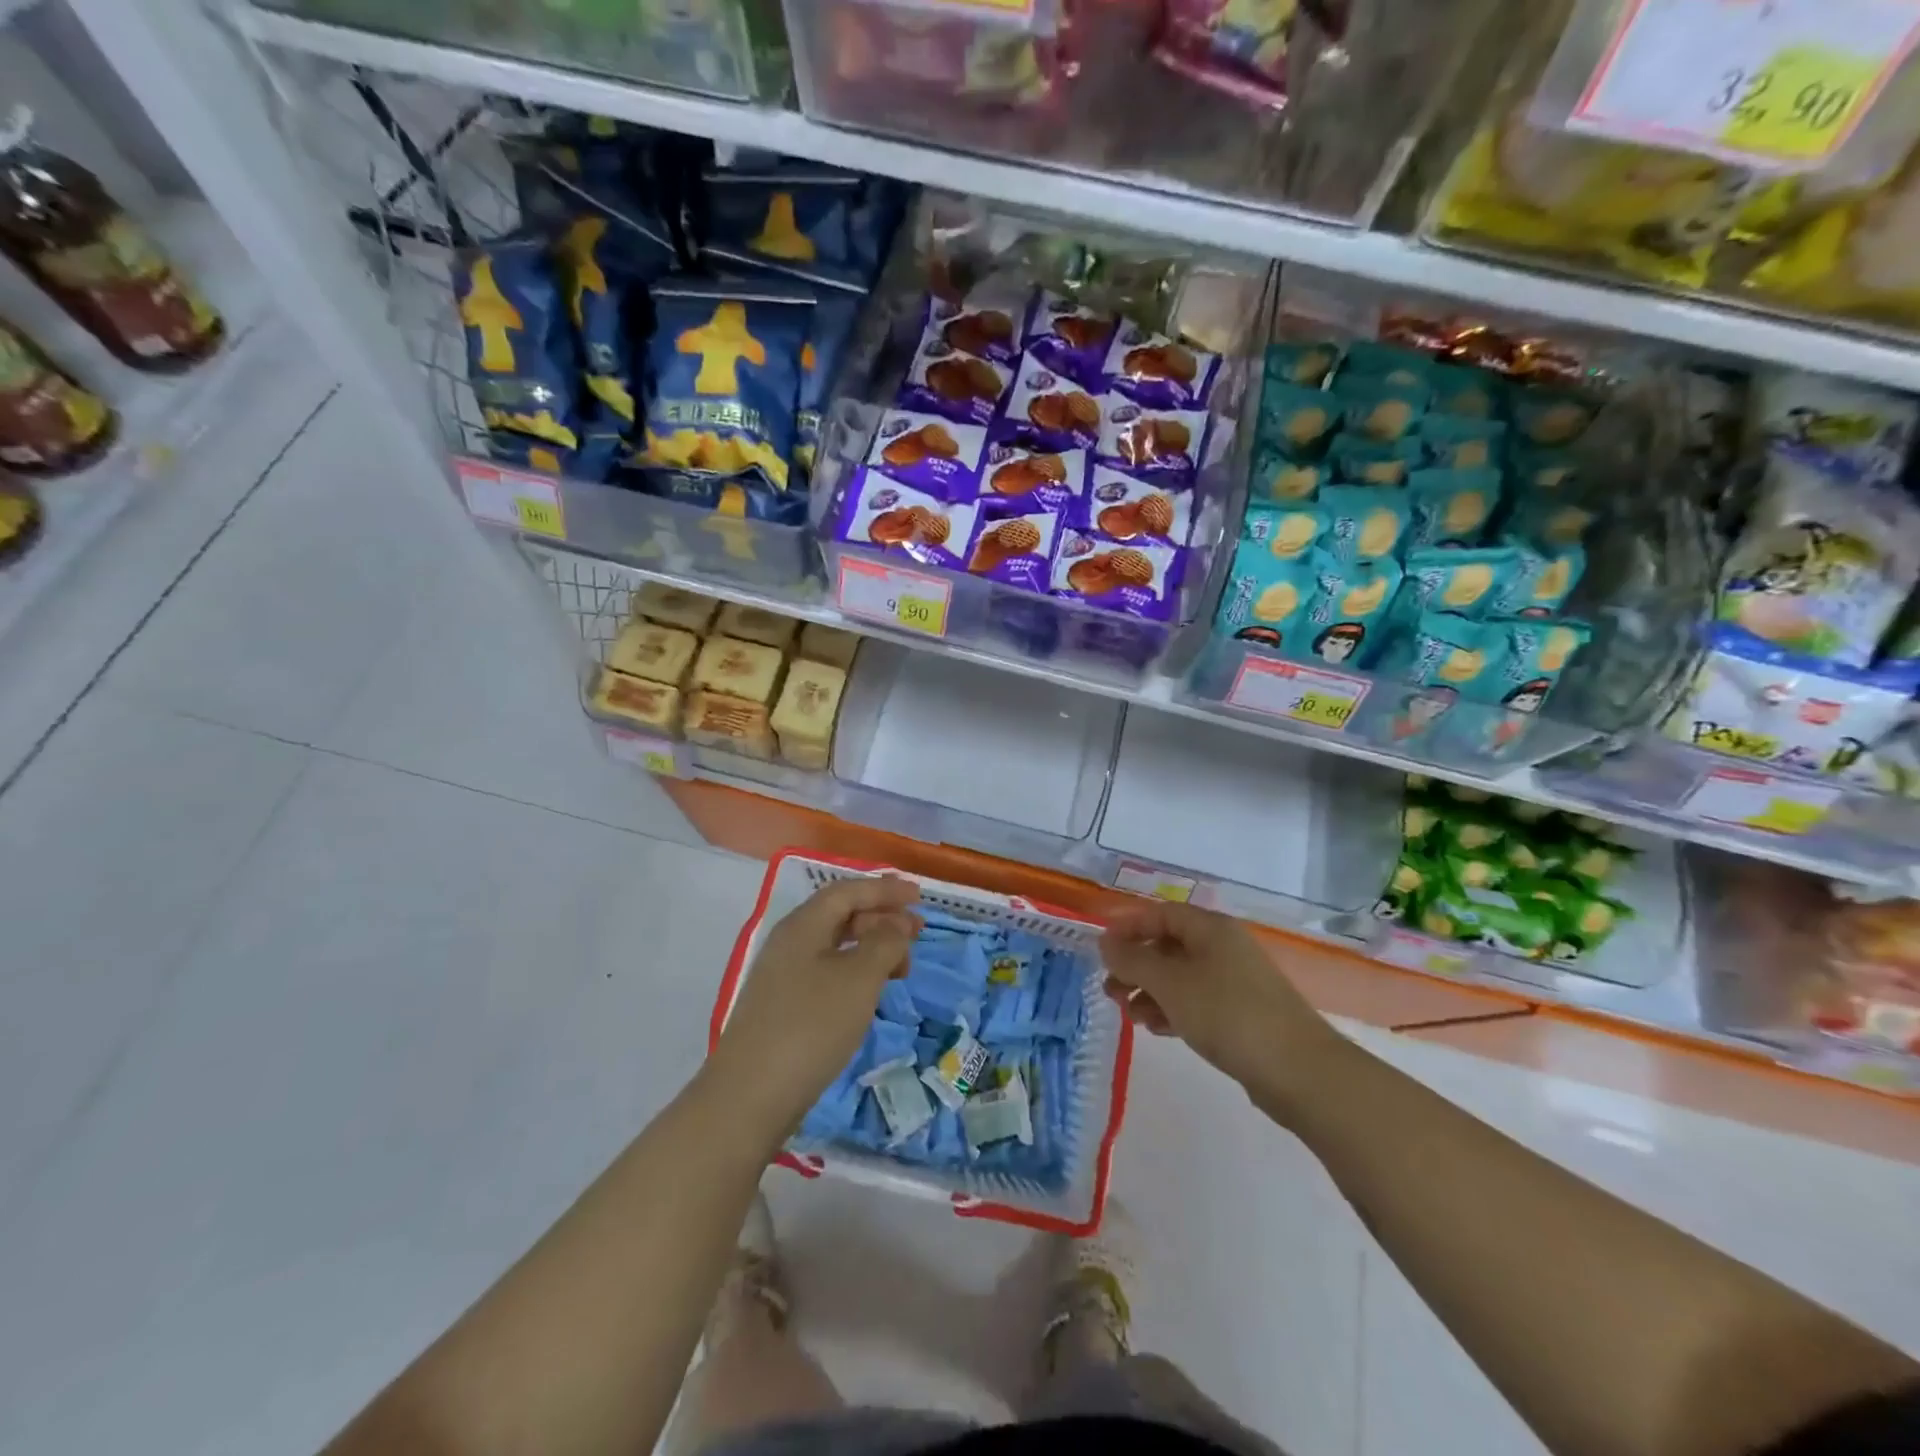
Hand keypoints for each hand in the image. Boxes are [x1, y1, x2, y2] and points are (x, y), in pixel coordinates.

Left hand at [708, 876, 921, 1143]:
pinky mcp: (783, 1007)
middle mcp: (789, 942)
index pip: (848, 891)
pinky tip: (870, 994)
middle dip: (881, 918)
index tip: (919, 896)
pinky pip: (827, 973)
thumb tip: (896, 924)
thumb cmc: (811, 1025)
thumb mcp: (859, 978)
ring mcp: (783, 976)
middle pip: (840, 915)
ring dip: (871, 948)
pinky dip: (856, 973)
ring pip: (835, 946)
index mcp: (803, 925)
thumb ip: (885, 942)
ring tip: (901, 967)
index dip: (885, 889)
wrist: (750, 1096)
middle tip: (917, 933)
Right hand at [1100, 900, 1340, 1099]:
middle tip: (1110, 988)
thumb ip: (1133, 960)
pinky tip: (1155, 1028)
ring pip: (1181, 976)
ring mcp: (1236, 981)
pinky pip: (1197, 1001)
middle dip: (1136, 964)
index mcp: (1211, 929)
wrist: (1298, 1071)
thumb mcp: (1170, 983)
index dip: (1128, 926)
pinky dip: (1173, 1009)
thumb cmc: (1227, 1014)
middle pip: (1169, 945)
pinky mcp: (1243, 1014)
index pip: (1161, 913)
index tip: (1100, 948)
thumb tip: (1106, 943)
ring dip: (1150, 990)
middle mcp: (1224, 947)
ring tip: (1129, 1014)